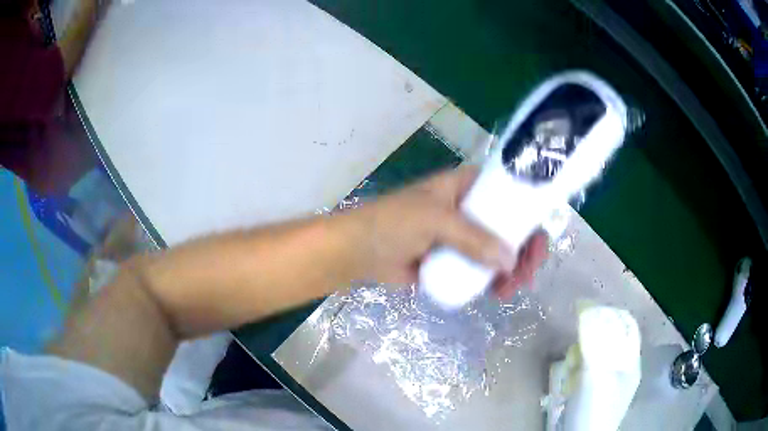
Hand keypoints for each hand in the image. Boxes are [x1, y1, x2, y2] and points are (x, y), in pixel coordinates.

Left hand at [346, 166, 548, 297]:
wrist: (359, 251)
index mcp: (466, 187)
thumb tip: (509, 262)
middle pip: (510, 226)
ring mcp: (464, 237)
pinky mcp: (455, 260)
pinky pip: (482, 269)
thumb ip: (472, 238)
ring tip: (510, 290)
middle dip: (524, 250)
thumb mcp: (434, 220)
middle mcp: (470, 209)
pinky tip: (498, 293)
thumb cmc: (392, 223)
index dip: (529, 214)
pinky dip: (494, 281)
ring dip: (512, 270)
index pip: (509, 194)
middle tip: (527, 274)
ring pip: (499, 251)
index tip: (537, 241)